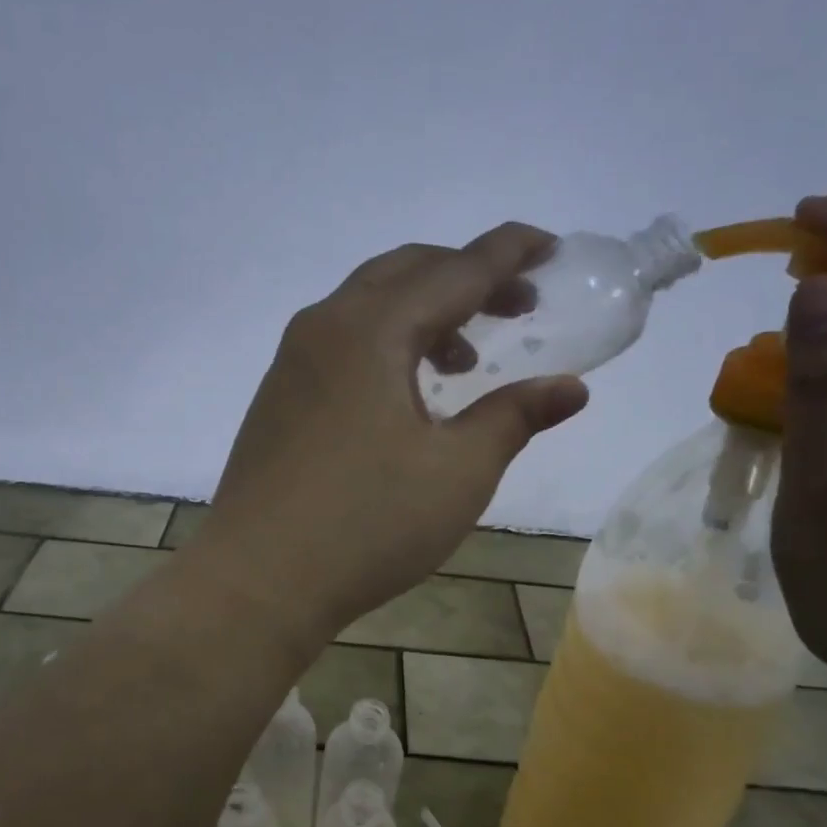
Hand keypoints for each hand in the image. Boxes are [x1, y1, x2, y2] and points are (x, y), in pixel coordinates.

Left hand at [191, 224, 589, 644]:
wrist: (257, 580)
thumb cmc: (367, 524)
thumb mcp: (458, 472)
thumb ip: (514, 417)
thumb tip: (569, 387)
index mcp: (371, 330)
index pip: (455, 270)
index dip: (509, 254)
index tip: (550, 247)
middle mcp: (324, 327)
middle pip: (405, 272)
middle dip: (466, 278)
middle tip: (516, 306)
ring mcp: (291, 362)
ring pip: (367, 306)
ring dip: (424, 314)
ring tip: (464, 361)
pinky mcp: (277, 396)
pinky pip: (340, 341)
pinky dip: (386, 343)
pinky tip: (405, 395)